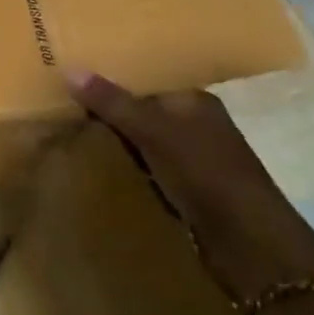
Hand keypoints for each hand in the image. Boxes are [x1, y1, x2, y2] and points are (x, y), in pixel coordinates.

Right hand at [63, 70, 313, 306]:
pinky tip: (101, 166)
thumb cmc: (206, 174)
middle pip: (142, 109)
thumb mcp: (154, 132)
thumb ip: (113, 103)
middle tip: (62, 103)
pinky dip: (128, 165)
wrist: (251, 245)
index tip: (71, 79)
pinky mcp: (189, 190)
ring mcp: (194, 159)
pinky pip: (148, 167)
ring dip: (117, 140)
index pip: (145, 80)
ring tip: (72, 131)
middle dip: (109, 110)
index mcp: (194, 100)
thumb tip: (70, 68)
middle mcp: (196, 124)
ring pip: (143, 140)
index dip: (111, 79)